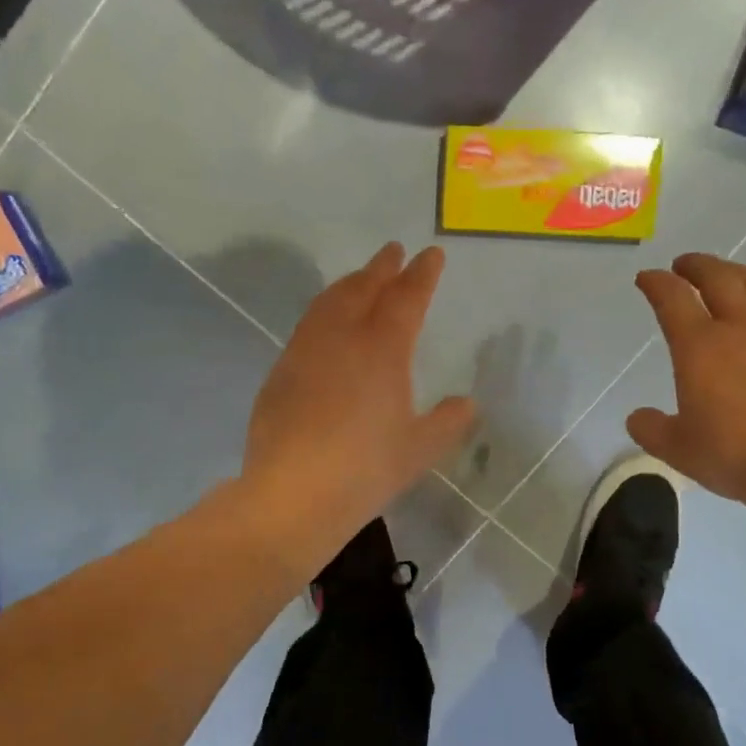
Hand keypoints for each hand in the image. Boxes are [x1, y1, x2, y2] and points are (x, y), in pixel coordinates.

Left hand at [244, 243, 475, 568]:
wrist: (293, 494)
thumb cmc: (365, 469)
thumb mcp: (420, 449)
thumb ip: (447, 422)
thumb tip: (465, 404)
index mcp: (382, 350)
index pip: (406, 298)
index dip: (422, 275)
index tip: (431, 254)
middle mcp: (341, 338)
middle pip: (363, 288)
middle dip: (381, 268)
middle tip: (393, 252)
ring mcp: (305, 352)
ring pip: (328, 302)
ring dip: (349, 284)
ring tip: (360, 279)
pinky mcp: (280, 372)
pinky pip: (307, 327)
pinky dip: (324, 313)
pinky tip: (326, 328)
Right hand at [628, 255, 745, 514]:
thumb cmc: (737, 455)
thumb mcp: (679, 450)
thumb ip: (652, 429)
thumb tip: (638, 417)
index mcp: (700, 347)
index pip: (672, 299)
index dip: (656, 283)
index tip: (647, 278)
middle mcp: (740, 327)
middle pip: (718, 278)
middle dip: (696, 266)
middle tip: (684, 265)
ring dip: (737, 272)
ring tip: (729, 274)